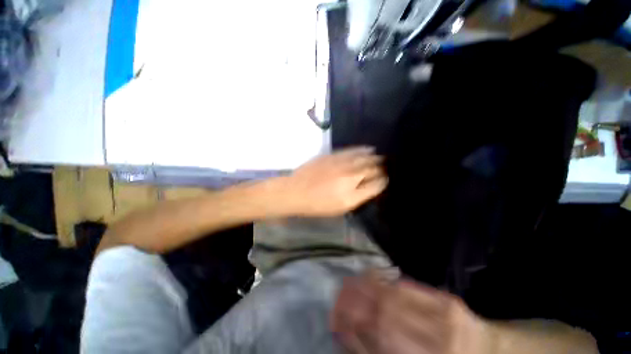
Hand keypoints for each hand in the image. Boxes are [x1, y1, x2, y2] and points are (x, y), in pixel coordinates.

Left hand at [279, 146, 387, 216]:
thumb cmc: (318, 204)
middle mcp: (351, 176)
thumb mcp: (341, 208)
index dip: (383, 181)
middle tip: (384, 168)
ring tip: (380, 157)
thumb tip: (372, 186)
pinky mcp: (334, 155)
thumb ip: (359, 197)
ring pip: (365, 157)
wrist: (296, 190)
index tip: (384, 180)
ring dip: (375, 157)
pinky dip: (363, 149)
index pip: (377, 184)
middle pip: (373, 168)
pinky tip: (368, 149)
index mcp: (353, 194)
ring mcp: (343, 163)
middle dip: (381, 168)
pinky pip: (353, 150)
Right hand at [331, 272, 487, 353]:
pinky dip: (385, 280)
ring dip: (365, 288)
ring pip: (394, 299)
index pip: (380, 343)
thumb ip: (379, 350)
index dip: (352, 331)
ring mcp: (445, 321)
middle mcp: (436, 345)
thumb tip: (350, 334)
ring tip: (348, 283)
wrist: (488, 353)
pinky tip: (370, 275)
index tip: (335, 319)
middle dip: (355, 305)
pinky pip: (409, 288)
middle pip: (384, 319)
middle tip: (337, 296)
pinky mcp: (448, 302)